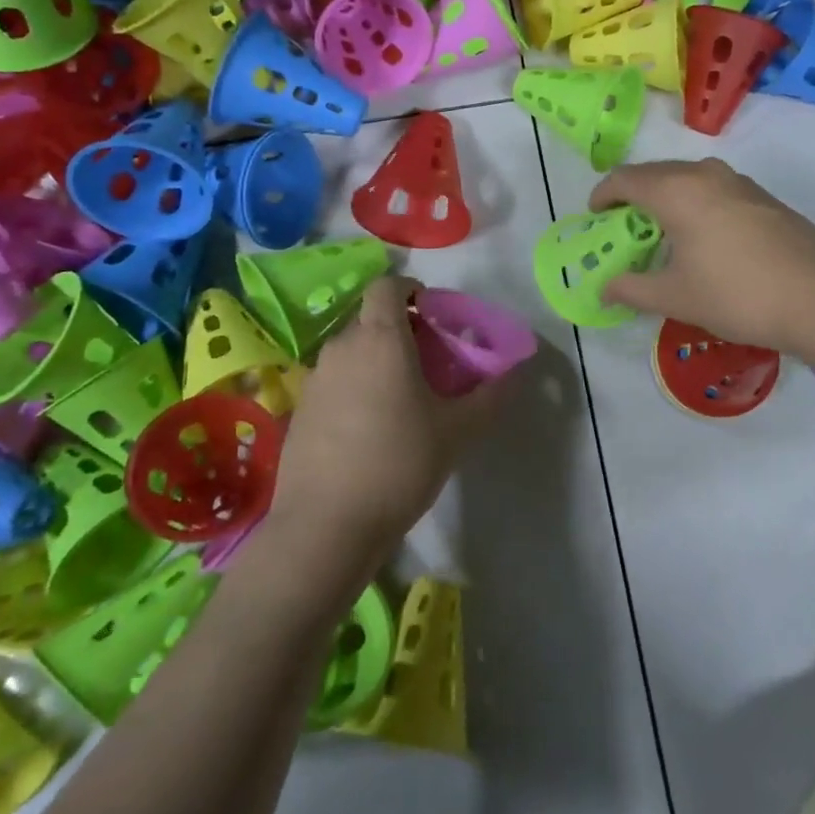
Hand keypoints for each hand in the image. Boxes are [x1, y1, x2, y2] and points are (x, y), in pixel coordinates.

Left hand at [270, 277, 507, 565]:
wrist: (325, 527)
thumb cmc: (399, 463)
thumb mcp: (457, 431)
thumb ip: (490, 395)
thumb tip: (514, 373)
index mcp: (380, 339)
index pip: (387, 286)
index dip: (411, 291)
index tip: (434, 317)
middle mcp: (342, 348)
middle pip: (371, 320)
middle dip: (402, 331)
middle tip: (431, 364)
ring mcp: (315, 380)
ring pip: (353, 352)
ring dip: (378, 361)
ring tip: (403, 400)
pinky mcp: (300, 411)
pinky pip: (335, 382)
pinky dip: (356, 389)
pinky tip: (371, 431)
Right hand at [589, 158, 814, 354]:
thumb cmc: (736, 295)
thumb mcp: (675, 297)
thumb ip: (631, 288)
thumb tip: (603, 288)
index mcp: (677, 191)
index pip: (626, 178)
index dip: (603, 194)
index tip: (594, 215)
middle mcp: (707, 174)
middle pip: (656, 173)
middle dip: (633, 194)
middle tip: (623, 225)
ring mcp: (741, 183)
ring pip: (689, 178)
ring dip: (667, 197)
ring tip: (662, 230)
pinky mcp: (765, 198)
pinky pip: (715, 189)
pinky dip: (696, 203)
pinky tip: (704, 236)